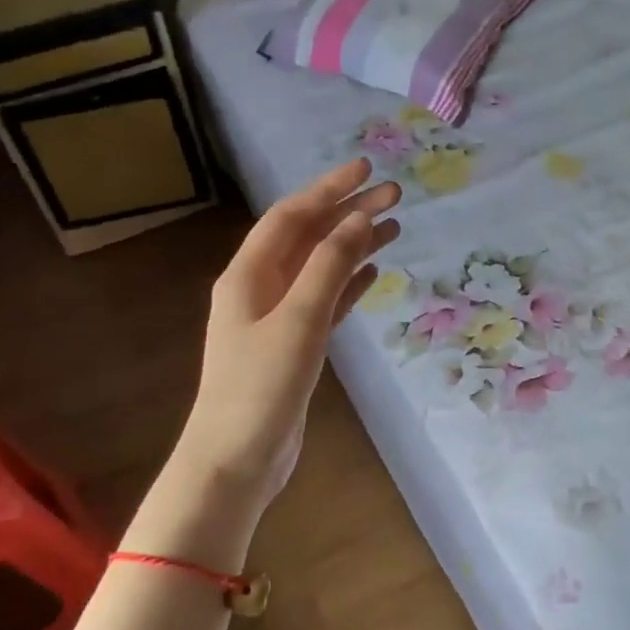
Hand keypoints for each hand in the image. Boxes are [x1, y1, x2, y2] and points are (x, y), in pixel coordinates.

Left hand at [178, 158, 399, 513]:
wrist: (235, 460)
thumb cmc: (260, 388)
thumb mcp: (298, 321)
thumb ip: (329, 268)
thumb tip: (359, 219)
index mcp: (249, 275)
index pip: (292, 216)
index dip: (329, 189)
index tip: (367, 169)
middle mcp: (259, 288)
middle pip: (308, 238)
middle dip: (347, 213)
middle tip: (394, 195)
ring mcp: (276, 319)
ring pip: (319, 269)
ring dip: (352, 246)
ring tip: (393, 228)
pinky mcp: (293, 347)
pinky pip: (324, 302)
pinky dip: (347, 285)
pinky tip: (372, 275)